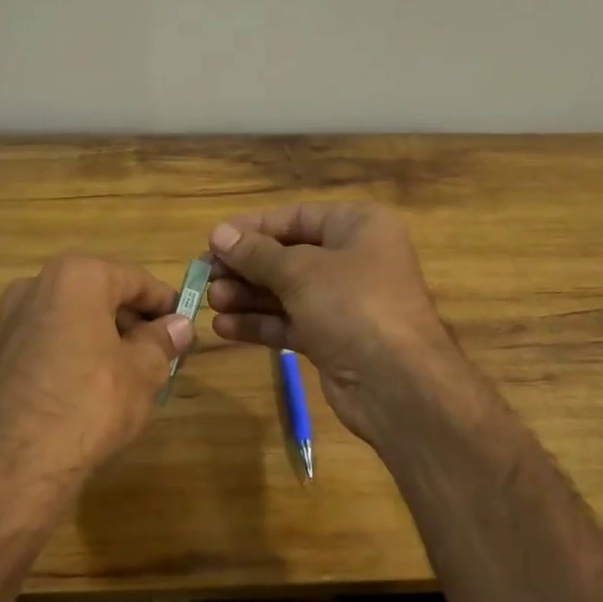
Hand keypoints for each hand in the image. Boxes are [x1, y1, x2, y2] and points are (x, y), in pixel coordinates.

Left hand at [0, 255, 192, 503]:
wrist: (12, 465)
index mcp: (75, 278)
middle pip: (99, 295)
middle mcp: (35, 287)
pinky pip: (44, 344)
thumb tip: (179, 326)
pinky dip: (69, 356)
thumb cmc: (89, 403)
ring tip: (126, 375)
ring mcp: (6, 322)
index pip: (135, 279)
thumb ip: (162, 341)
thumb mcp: (142, 372)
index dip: (165, 303)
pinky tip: (85, 392)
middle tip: (160, 354)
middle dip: (131, 322)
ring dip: (101, 339)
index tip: (184, 327)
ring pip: (70, 320)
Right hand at [205, 203, 462, 441]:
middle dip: (246, 267)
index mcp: (357, 226)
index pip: (295, 217)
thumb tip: (219, 234)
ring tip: (210, 301)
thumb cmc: (352, 305)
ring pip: (286, 291)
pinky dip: (260, 323)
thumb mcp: (300, 271)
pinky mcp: (334, 338)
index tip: (212, 240)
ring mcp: (344, 301)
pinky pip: (291, 321)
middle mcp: (354, 258)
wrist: (398, 384)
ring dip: (247, 296)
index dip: (252, 228)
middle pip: (288, 255)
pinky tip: (224, 328)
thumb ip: (257, 253)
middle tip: (204, 276)